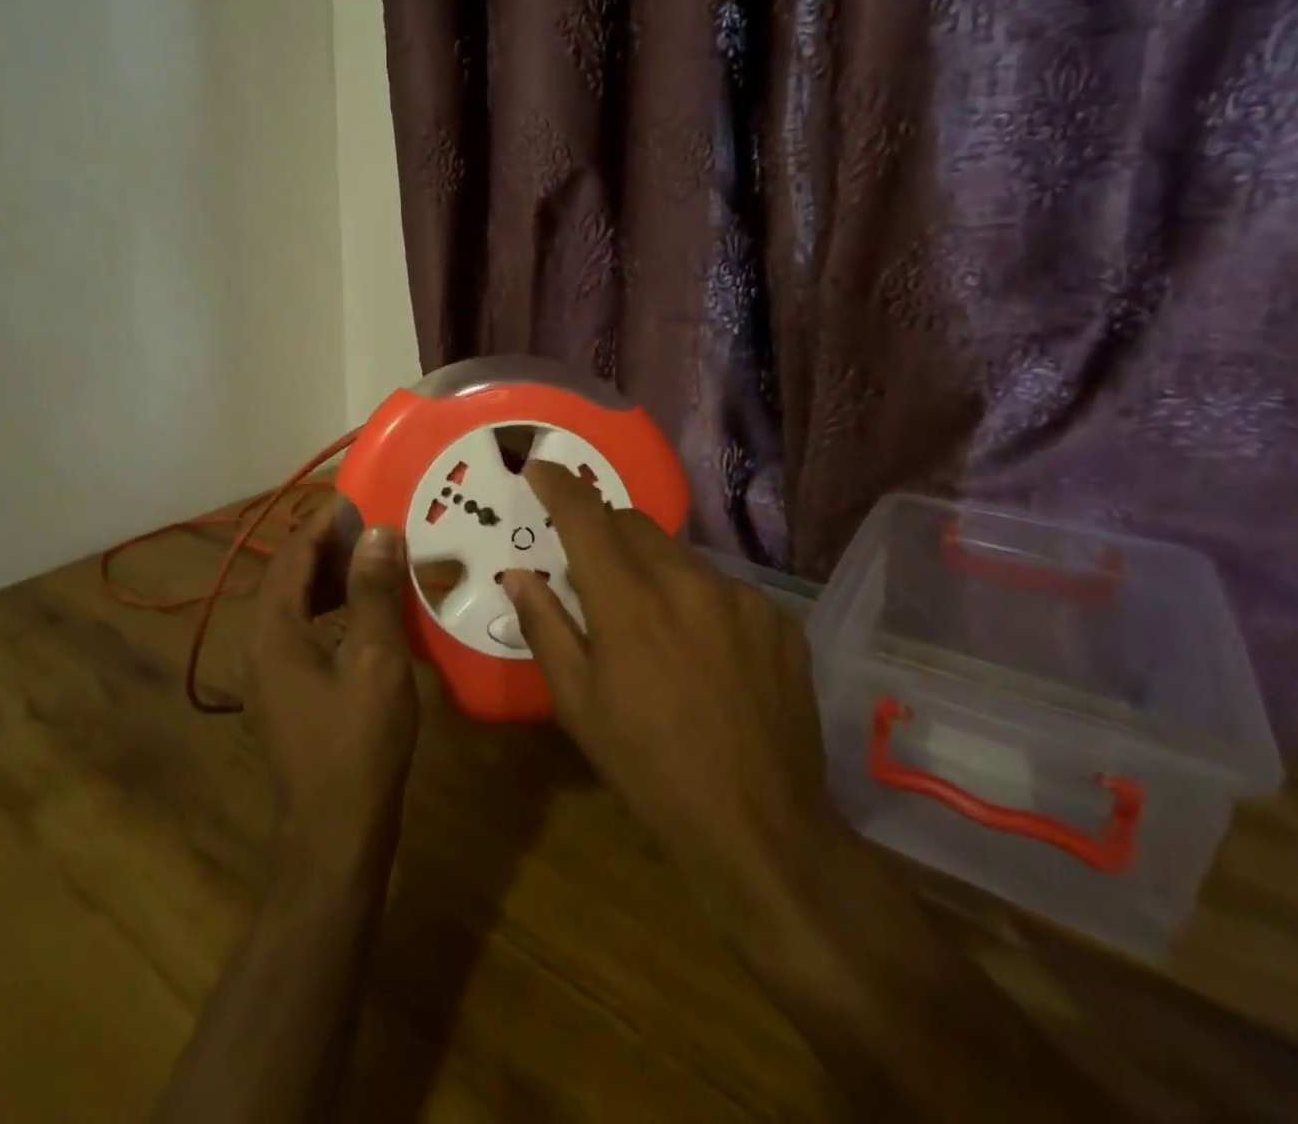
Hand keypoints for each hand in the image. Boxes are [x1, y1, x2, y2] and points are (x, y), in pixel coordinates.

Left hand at [243, 502, 419, 888]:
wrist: (334, 835)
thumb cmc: (358, 743)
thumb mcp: (375, 659)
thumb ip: (373, 591)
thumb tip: (377, 532)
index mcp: (272, 628)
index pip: (292, 552)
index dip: (325, 521)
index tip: (363, 498)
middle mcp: (257, 642)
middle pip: (289, 574)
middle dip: (330, 546)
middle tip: (377, 527)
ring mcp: (265, 670)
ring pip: (295, 603)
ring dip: (331, 577)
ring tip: (377, 562)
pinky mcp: (281, 691)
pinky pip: (301, 631)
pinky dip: (330, 609)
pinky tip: (365, 614)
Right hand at [502, 461, 844, 911]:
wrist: (761, 829)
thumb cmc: (649, 769)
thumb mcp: (578, 704)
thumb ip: (545, 627)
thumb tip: (519, 576)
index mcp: (629, 603)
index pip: (585, 517)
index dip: (557, 486)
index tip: (538, 468)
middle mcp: (688, 583)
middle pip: (633, 524)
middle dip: (603, 530)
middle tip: (589, 568)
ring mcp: (741, 599)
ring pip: (678, 555)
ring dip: (651, 568)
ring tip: (649, 622)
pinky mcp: (778, 620)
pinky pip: (722, 588)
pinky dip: (697, 599)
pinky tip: (702, 651)